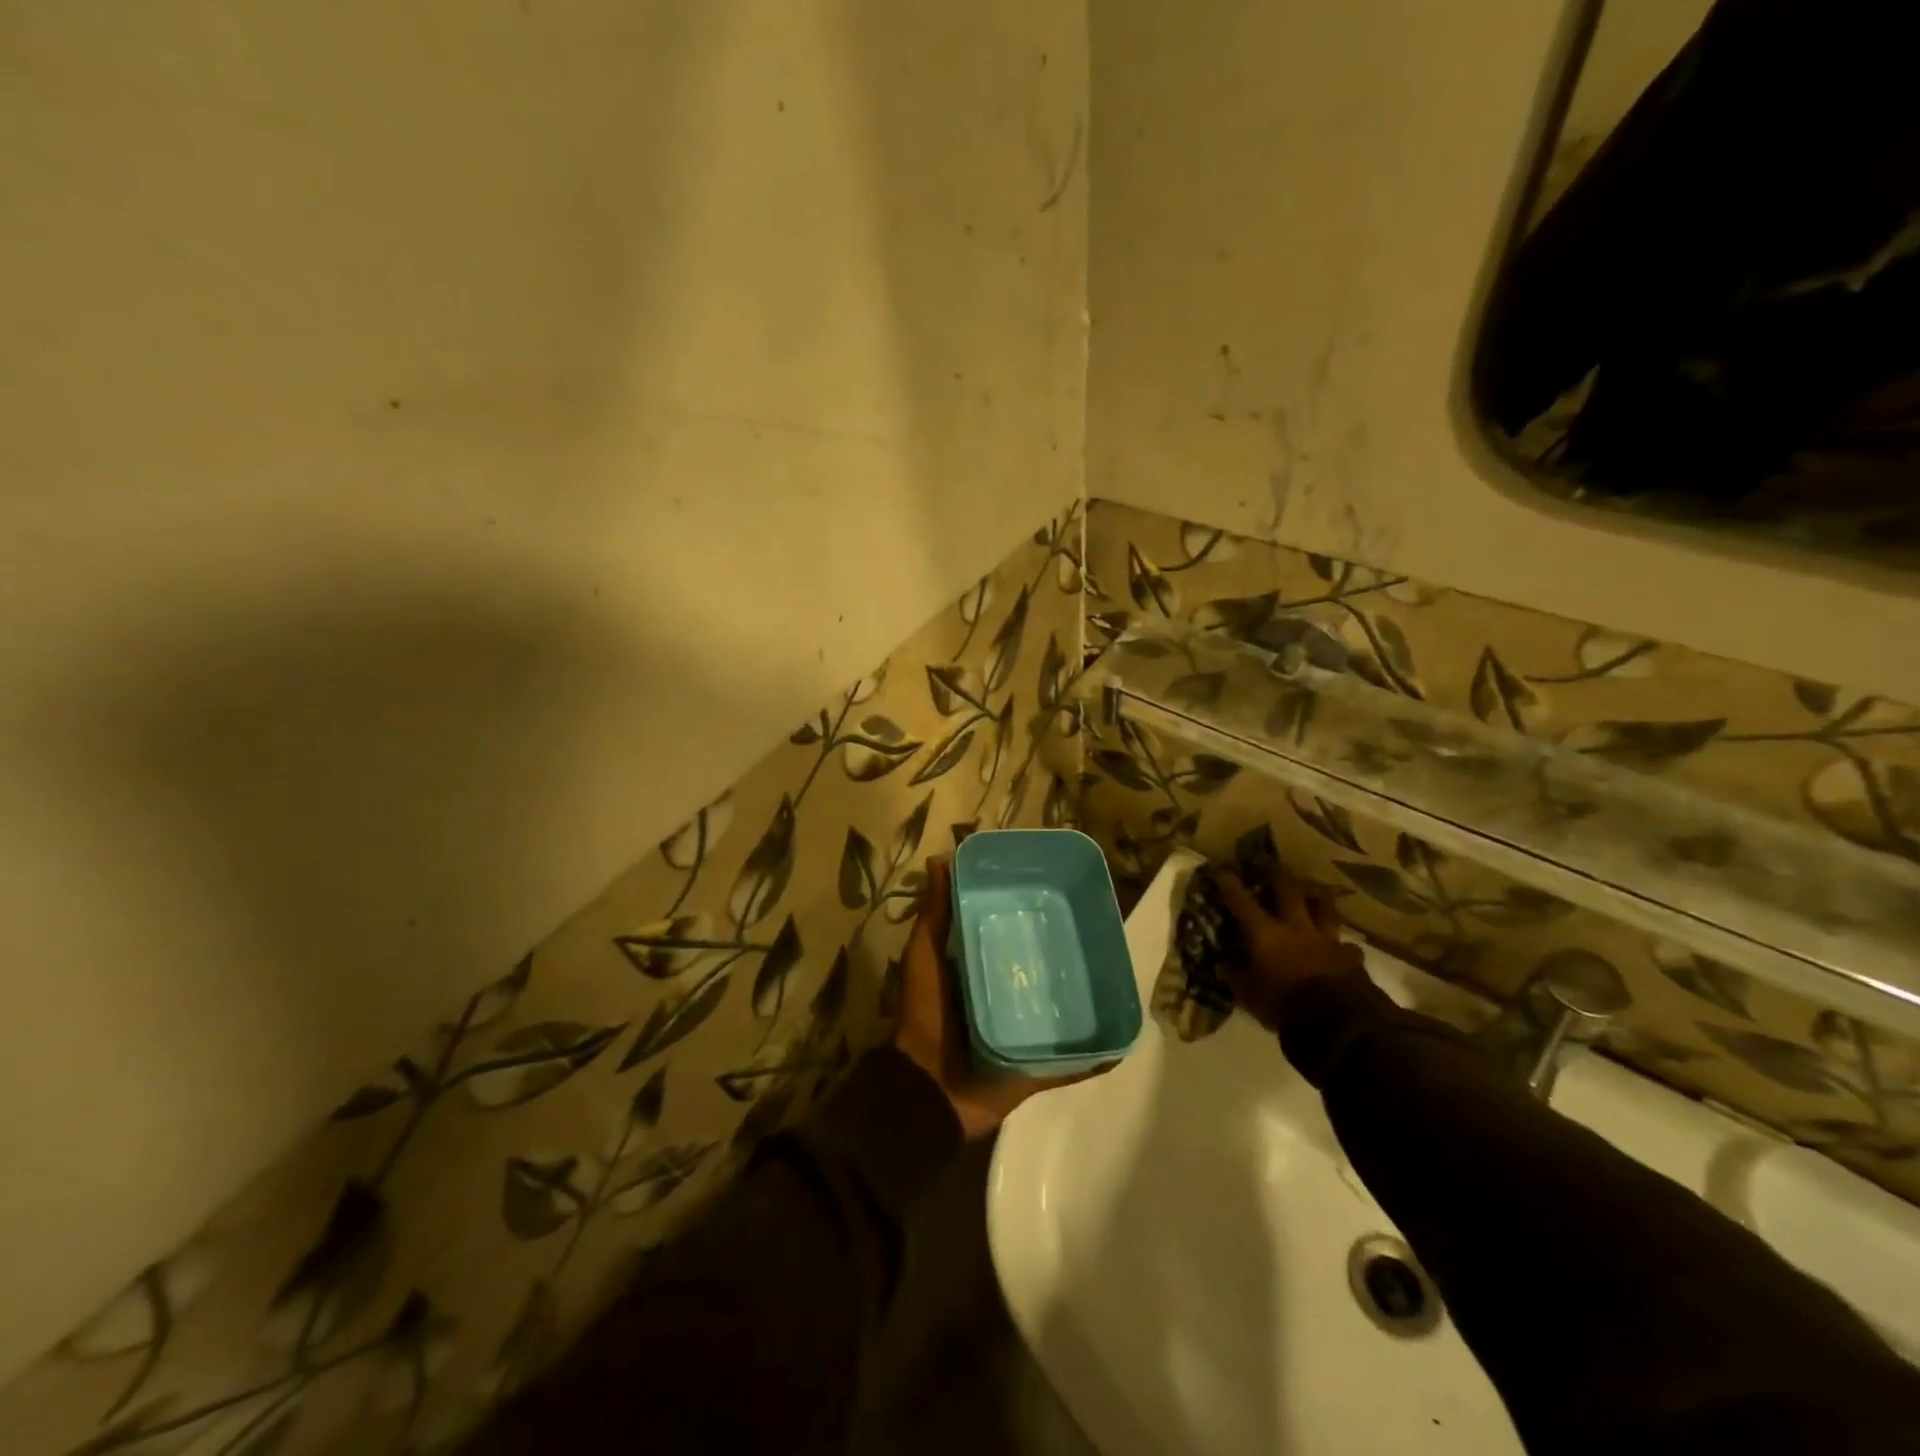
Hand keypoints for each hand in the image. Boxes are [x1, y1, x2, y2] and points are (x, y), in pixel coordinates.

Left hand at [893, 857, 1107, 1139]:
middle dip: (1063, 953)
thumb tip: (940, 859)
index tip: (1055, 889)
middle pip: (1040, 970)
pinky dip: (1094, 1055)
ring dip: (1082, 998)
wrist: (927, 1090)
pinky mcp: (1035, 1067)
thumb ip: (934, 914)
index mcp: (980, 968)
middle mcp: (1004, 997)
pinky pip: (1071, 1062)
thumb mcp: (925, 956)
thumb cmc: (925, 1015)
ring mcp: (1023, 1034)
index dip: (1030, 913)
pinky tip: (1121, 1042)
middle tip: (1095, 930)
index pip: (1012, 934)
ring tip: (1115, 976)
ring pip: (1060, 1010)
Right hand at [1214, 862, 1365, 1033]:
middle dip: (1277, 874)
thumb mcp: (1249, 995)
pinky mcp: (1350, 958)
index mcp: (1266, 934)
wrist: (1337, 1022)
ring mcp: (1327, 940)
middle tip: (1271, 861)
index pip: (1242, 902)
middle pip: (1288, 891)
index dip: (1229, 883)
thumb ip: (1236, 977)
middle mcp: (1296, 928)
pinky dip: (1343, 945)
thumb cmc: (1283, 1005)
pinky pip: (1347, 946)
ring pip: (1325, 909)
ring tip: (1316, 890)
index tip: (1220, 867)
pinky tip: (1344, 947)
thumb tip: (1222, 966)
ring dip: (1319, 898)